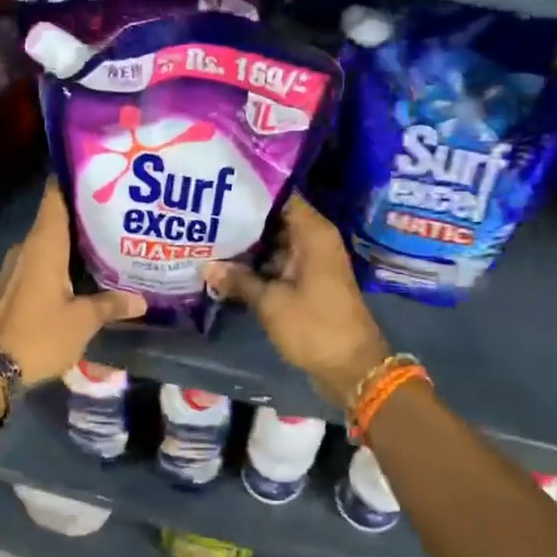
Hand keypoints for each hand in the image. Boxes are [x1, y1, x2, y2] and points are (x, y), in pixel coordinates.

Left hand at [0, 183, 146, 385]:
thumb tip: (140, 299)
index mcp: (43, 246)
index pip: (54, 199)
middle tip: (111, 213)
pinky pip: (35, 264)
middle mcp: (25, 249)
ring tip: (99, 243)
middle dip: (79, 216)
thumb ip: (111, 304)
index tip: (93, 173)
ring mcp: (12, 269)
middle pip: (52, 221)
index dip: (70, 182)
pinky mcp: (8, 288)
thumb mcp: (83, 321)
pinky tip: (74, 275)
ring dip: (67, 243)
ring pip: (44, 245)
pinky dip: (54, 263)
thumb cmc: (42, 335)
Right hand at [206, 196, 390, 410]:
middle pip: (275, 218)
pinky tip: (226, 266)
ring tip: (208, 236)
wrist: (351, 368)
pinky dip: (258, 264)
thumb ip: (238, 280)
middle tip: (206, 214)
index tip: (221, 188)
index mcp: (313, 233)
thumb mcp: (271, 303)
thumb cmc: (314, 327)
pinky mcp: (307, 281)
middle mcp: (314, 240)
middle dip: (243, 219)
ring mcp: (312, 262)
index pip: (281, 196)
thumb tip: (205, 266)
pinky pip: (278, 263)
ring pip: (274, 242)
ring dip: (247, 244)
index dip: (252, 191)